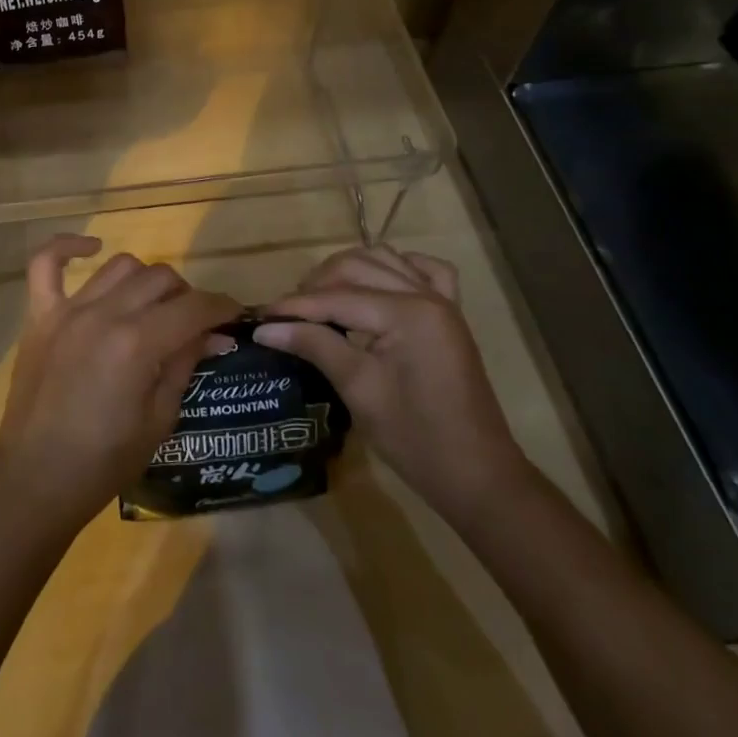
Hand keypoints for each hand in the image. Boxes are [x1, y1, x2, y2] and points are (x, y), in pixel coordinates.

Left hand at [0, 235, 237, 532]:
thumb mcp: (160, 420)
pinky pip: (46, 264)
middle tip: (192, 323)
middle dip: (186, 296)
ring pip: (119, 267)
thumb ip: (184, 364)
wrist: (35, 480)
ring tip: (151, 305)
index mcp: (138, 344)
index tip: (233, 315)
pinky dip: (67, 247)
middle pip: (160, 279)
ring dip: (144, 280)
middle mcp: (104, 314)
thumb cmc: (104, 462)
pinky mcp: (39, 316)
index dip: (221, 308)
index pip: (193, 307)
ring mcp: (68, 310)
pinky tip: (92, 247)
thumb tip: (210, 334)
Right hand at [255, 246, 531, 526]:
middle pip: (356, 267)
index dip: (295, 306)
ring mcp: (442, 301)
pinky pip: (424, 270)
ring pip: (384, 260)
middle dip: (317, 285)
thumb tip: (265, 327)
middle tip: (288, 314)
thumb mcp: (359, 390)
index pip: (337, 297)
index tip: (260, 317)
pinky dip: (395, 268)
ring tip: (321, 299)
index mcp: (407, 313)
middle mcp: (425, 294)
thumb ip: (315, 345)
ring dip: (348, 271)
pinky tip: (376, 285)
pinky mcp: (449, 314)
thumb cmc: (415, 439)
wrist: (477, 476)